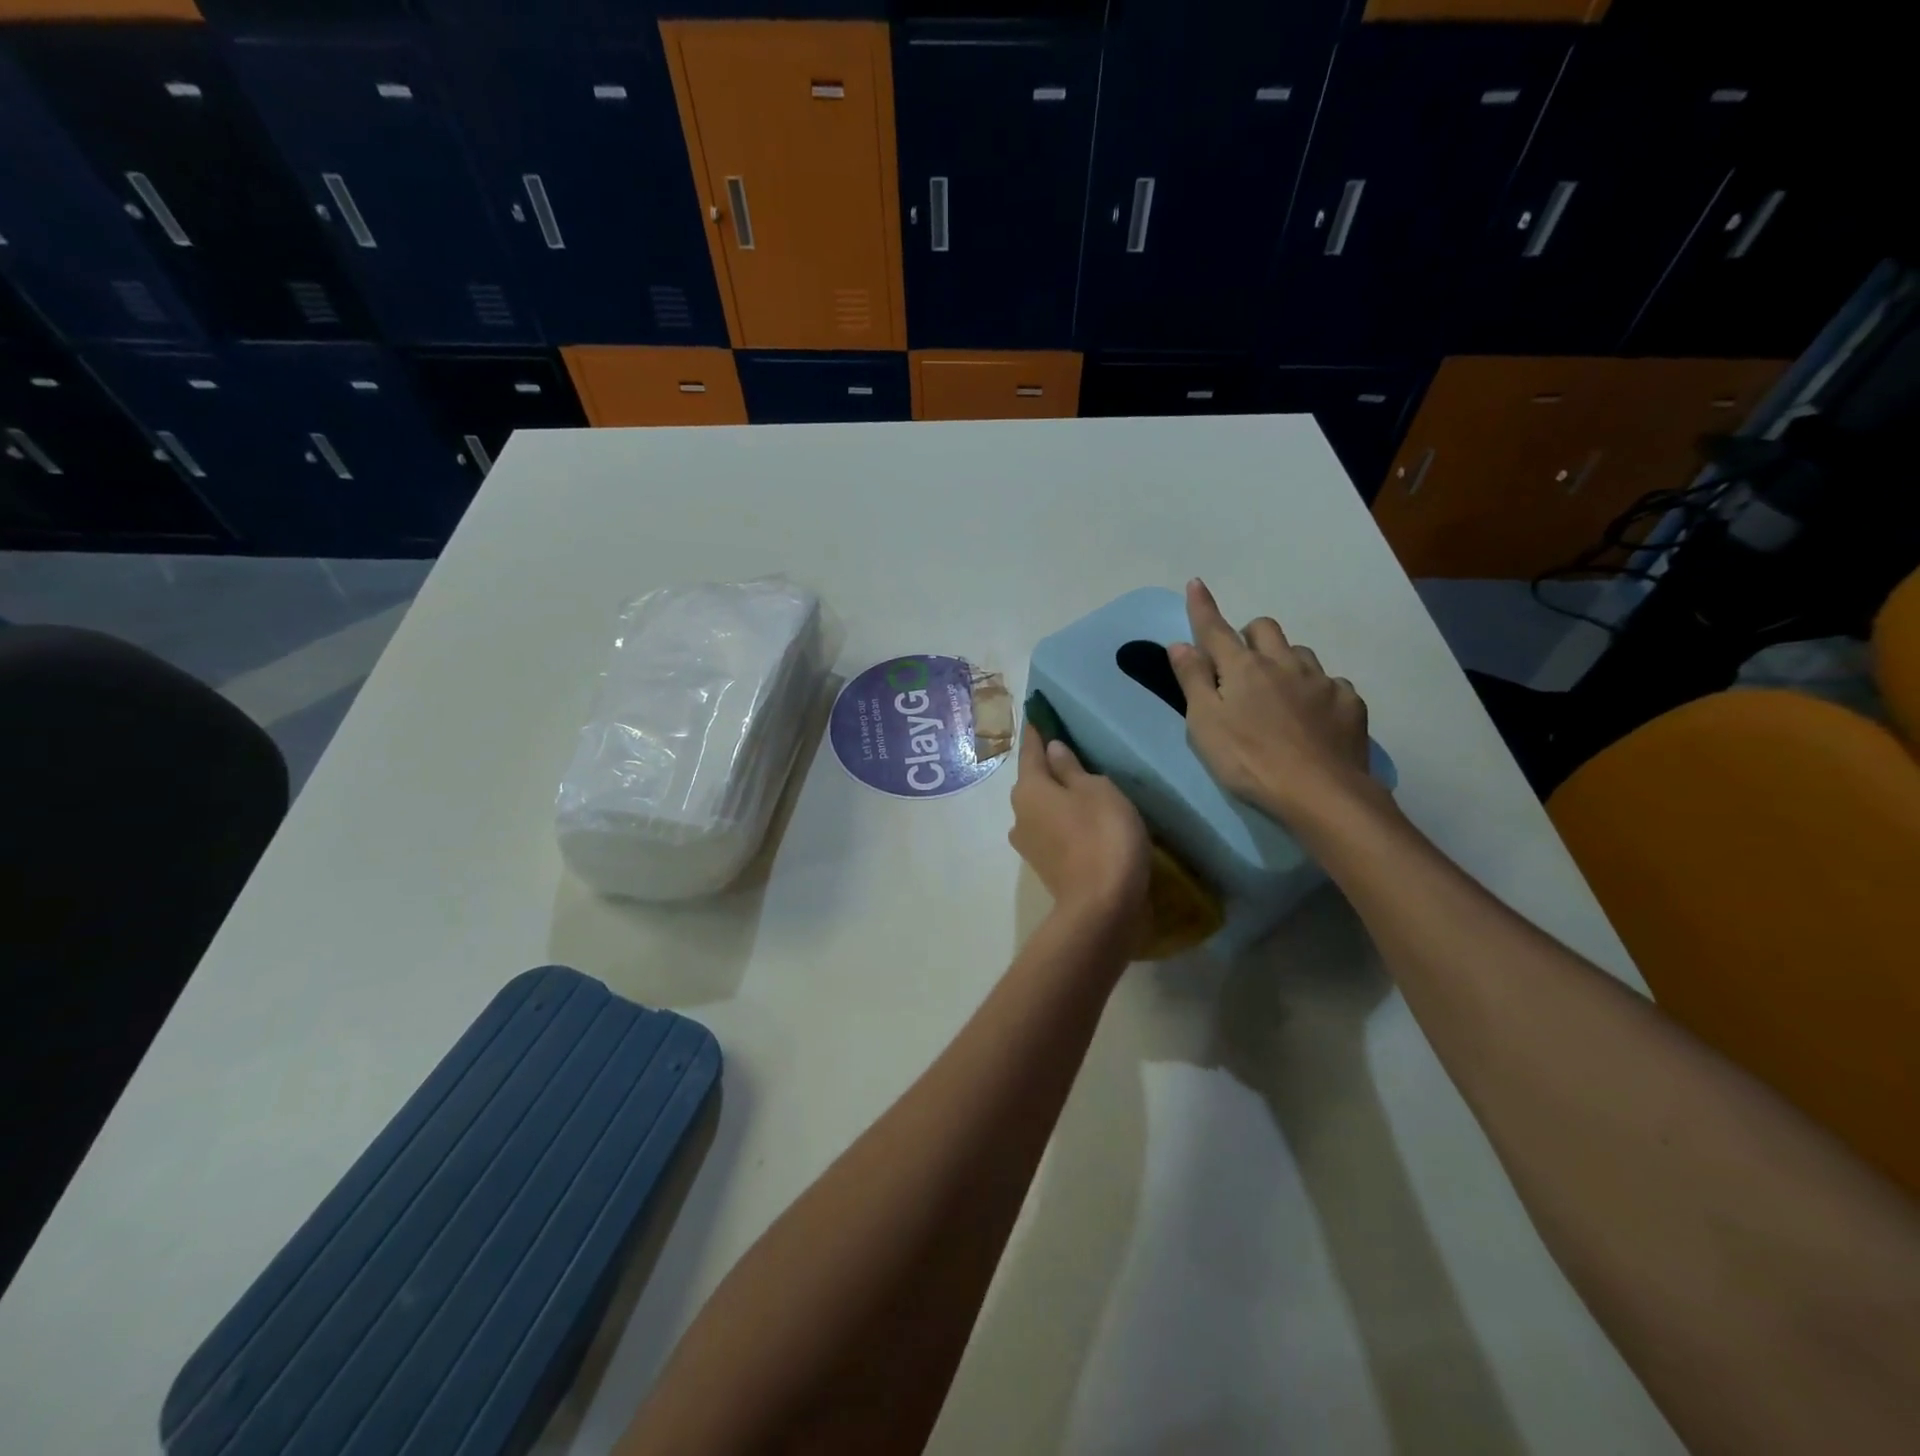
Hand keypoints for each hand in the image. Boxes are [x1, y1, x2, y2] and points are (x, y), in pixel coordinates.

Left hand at [1008, 724, 1149, 928]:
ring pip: (1042, 809)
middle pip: (1033, 783)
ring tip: (1080, 789)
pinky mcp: (1045, 867)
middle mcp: (1019, 814)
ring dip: (1056, 799)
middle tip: (1067, 753)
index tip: (1036, 716)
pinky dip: (1064, 822)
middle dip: (1047, 769)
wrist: (1102, 907)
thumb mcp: (1097, 791)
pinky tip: (1082, 821)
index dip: (1037, 733)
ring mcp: (1029, 844)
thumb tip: (1052, 750)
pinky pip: (1053, 831)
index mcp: (1029, 789)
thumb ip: (1072, 769)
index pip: (1031, 751)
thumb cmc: (1103, 835)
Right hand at [1168, 578, 1381, 829]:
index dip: (1203, 607)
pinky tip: (1314, 716)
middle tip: (1241, 662)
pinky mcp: (1350, 703)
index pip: (1216, 629)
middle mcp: (1284, 663)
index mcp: (1243, 668)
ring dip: (1285, 661)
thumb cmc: (1248, 760)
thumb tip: (1181, 644)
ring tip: (1280, 691)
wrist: (1320, 792)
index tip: (1196, 583)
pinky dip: (1316, 691)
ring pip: (1300, 653)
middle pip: (1265, 628)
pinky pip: (1331, 683)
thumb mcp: (1205, 724)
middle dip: (1250, 634)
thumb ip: (1193, 681)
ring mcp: (1321, 681)